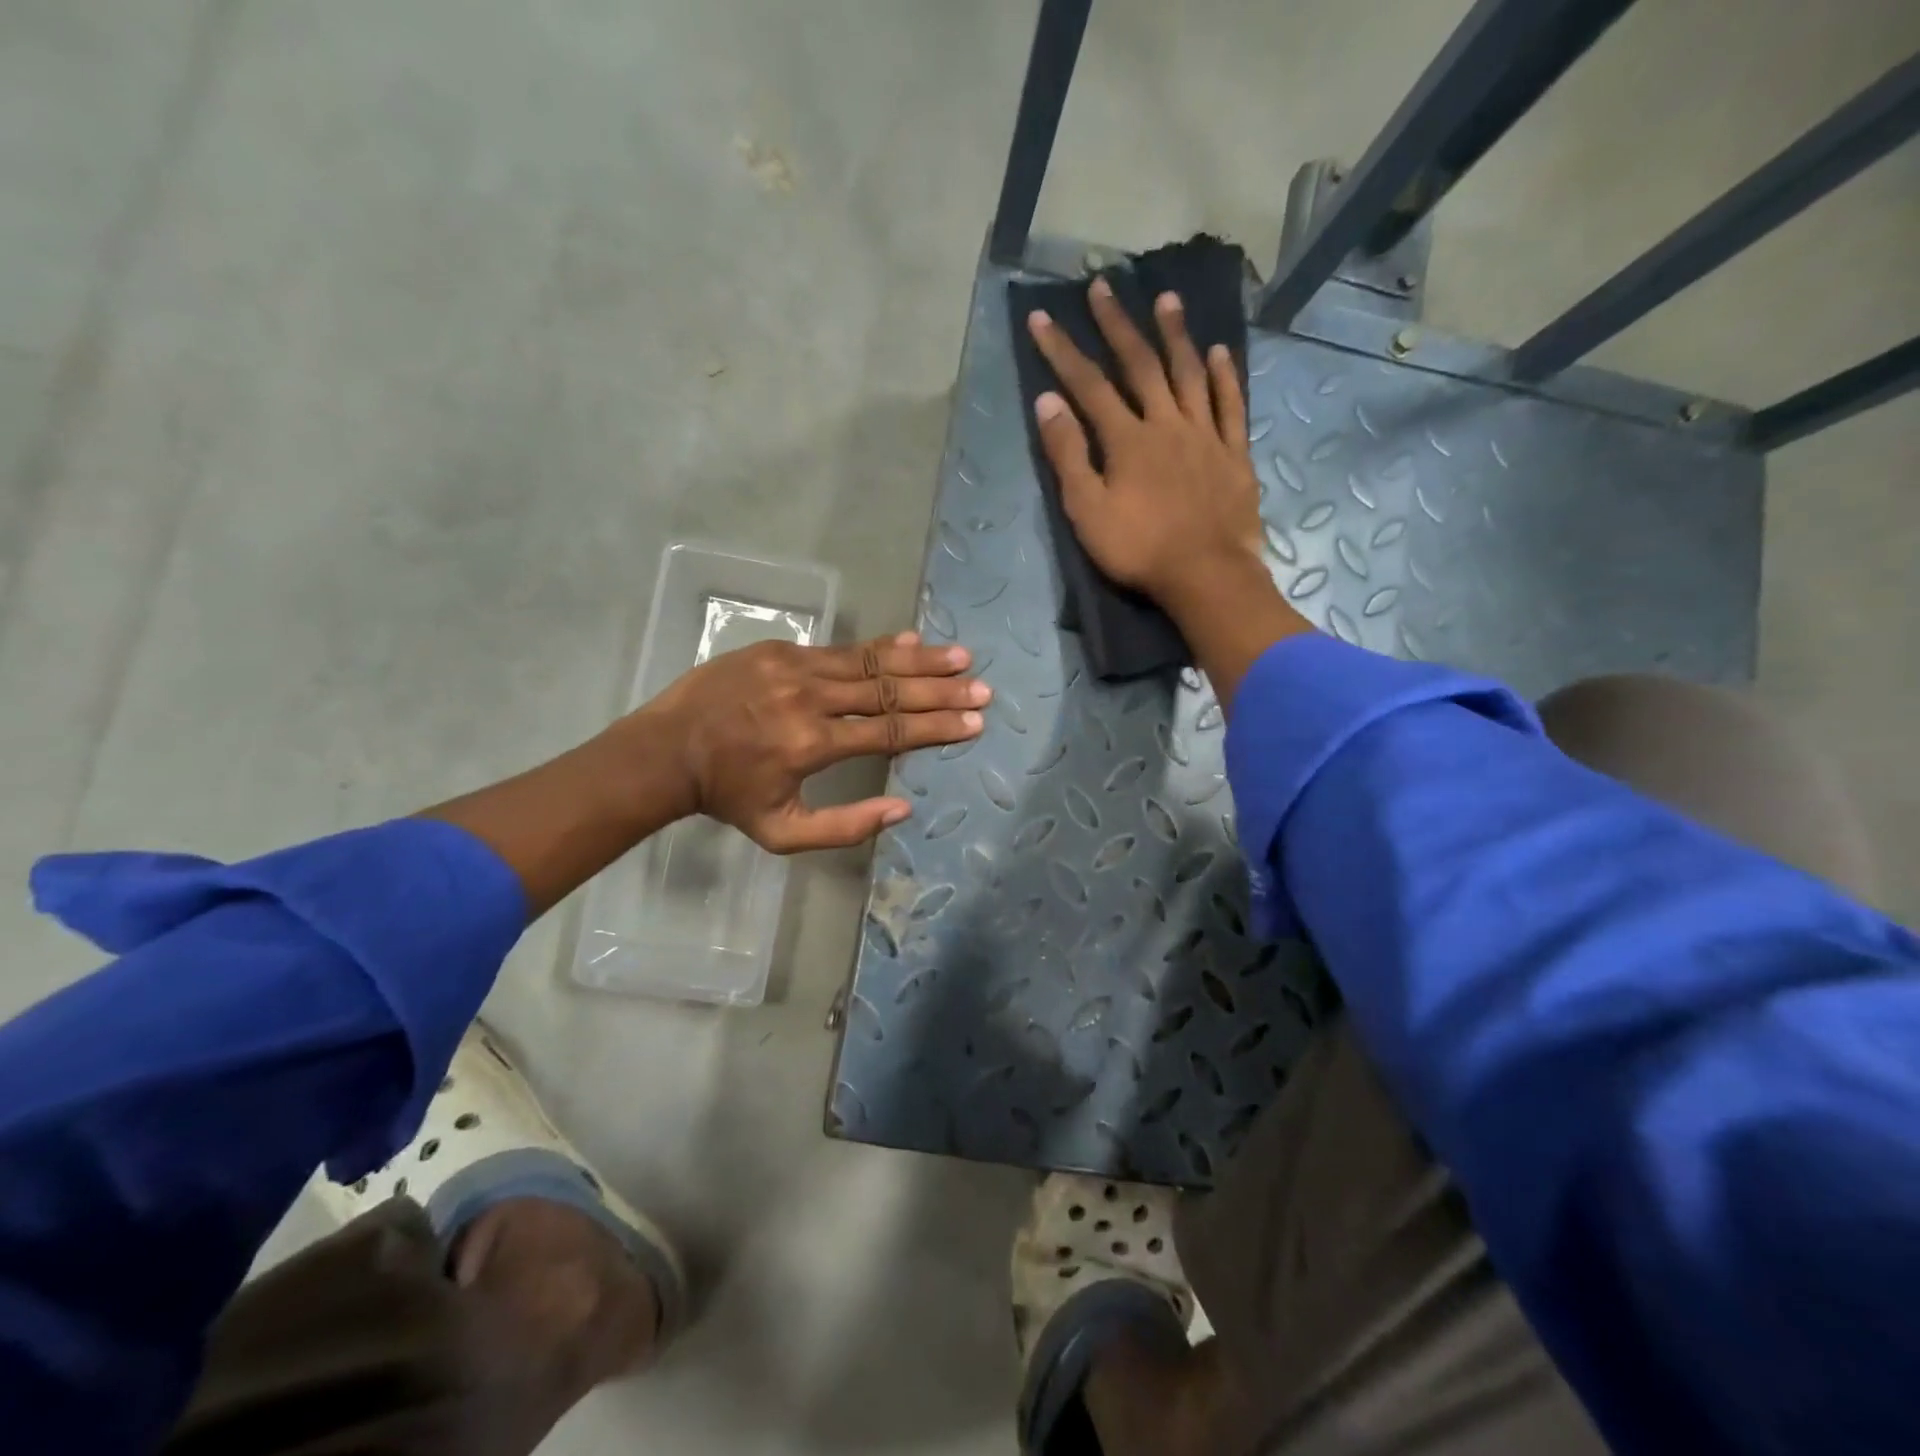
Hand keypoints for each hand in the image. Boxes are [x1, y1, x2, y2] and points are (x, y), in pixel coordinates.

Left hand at [640, 630, 987, 851]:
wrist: (666, 750)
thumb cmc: (728, 796)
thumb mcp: (782, 832)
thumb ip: (845, 826)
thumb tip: (903, 808)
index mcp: (813, 745)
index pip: (891, 732)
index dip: (936, 728)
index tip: (974, 724)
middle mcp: (811, 699)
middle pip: (890, 692)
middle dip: (941, 691)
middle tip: (980, 688)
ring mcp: (795, 667)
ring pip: (871, 663)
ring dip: (919, 661)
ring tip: (960, 658)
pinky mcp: (781, 650)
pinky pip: (841, 648)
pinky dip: (880, 647)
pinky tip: (912, 640)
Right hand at [1026, 280, 1265, 605]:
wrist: (1206, 575)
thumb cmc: (1139, 550)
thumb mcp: (1087, 511)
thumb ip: (1068, 455)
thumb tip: (1048, 402)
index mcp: (1127, 439)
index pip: (1089, 385)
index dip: (1063, 351)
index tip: (1043, 318)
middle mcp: (1167, 423)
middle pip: (1140, 365)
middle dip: (1118, 325)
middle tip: (1103, 286)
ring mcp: (1205, 435)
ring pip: (1189, 374)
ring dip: (1175, 335)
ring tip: (1166, 299)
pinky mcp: (1234, 454)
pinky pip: (1230, 406)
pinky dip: (1224, 377)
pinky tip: (1220, 353)